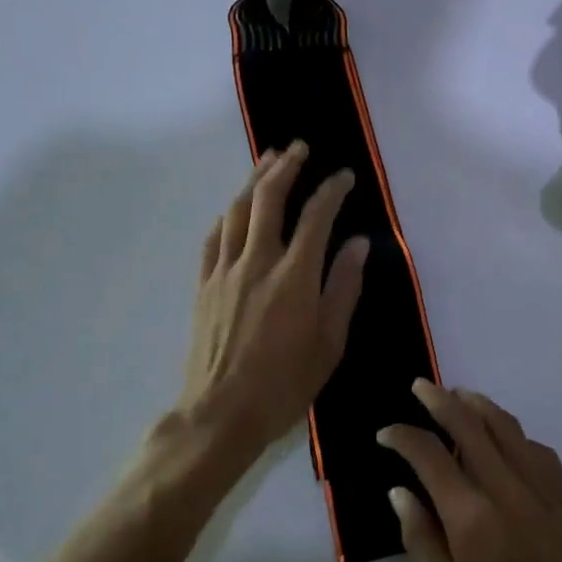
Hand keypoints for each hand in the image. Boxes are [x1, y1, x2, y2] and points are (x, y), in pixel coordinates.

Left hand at [166, 142, 368, 479]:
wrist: (221, 413)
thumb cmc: (285, 384)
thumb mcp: (330, 343)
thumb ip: (344, 288)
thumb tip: (357, 245)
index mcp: (294, 276)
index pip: (316, 217)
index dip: (332, 190)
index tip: (344, 177)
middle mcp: (257, 262)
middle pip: (269, 198)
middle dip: (286, 167)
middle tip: (299, 147)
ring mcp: (225, 270)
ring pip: (238, 210)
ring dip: (255, 180)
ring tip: (269, 160)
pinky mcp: (204, 284)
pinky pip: (214, 236)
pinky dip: (228, 214)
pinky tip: (235, 207)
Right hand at [378, 383, 561, 561]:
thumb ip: (421, 537)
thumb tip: (399, 491)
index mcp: (471, 516)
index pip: (429, 456)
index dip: (403, 437)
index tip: (386, 434)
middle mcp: (506, 489)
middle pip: (469, 426)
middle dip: (440, 400)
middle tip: (421, 386)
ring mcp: (541, 489)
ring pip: (506, 427)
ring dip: (478, 405)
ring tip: (458, 396)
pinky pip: (536, 448)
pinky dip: (513, 432)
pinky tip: (504, 435)